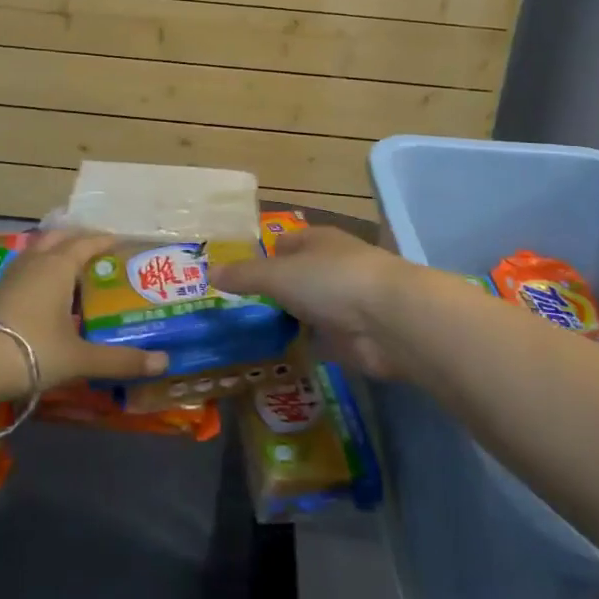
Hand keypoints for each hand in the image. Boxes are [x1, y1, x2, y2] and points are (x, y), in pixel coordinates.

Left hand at [0, 228, 169, 399]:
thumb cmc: (29, 351)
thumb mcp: (78, 358)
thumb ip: (119, 360)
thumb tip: (163, 362)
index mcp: (58, 266)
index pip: (87, 243)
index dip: (106, 241)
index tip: (122, 243)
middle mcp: (34, 262)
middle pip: (58, 238)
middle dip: (78, 240)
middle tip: (98, 252)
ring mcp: (9, 276)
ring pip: (37, 252)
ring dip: (55, 254)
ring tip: (72, 271)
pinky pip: (24, 271)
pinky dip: (39, 273)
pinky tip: (43, 297)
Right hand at [212, 226, 416, 379]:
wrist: (389, 321)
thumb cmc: (331, 281)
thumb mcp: (278, 275)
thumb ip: (244, 276)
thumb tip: (208, 271)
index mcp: (317, 241)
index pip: (283, 244)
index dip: (261, 258)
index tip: (234, 279)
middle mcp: (331, 267)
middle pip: (295, 278)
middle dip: (271, 293)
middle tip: (234, 313)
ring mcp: (344, 303)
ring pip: (306, 310)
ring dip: (288, 321)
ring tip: (248, 337)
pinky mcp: (351, 337)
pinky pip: (319, 340)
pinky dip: (303, 347)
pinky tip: (277, 357)